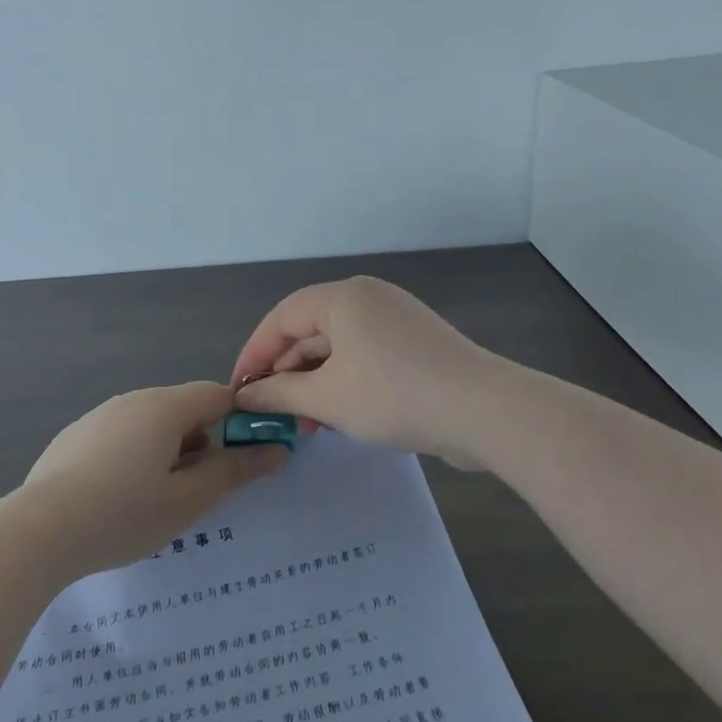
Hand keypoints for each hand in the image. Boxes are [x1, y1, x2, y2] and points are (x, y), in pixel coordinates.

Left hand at [7, 382, 287, 576]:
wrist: (37, 532)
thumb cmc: (123, 514)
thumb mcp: (188, 500)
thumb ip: (235, 471)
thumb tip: (276, 449)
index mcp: (164, 407)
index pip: (217, 395)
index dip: (242, 420)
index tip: (250, 456)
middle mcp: (131, 400)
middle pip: (183, 410)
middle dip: (202, 444)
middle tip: (201, 492)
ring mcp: (98, 417)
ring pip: (150, 426)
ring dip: (168, 453)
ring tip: (158, 502)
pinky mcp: (73, 437)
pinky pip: (120, 438)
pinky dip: (134, 459)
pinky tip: (118, 500)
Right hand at [230, 276, 493, 468]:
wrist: (483, 411)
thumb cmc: (394, 395)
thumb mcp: (327, 398)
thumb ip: (279, 394)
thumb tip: (245, 396)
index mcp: (342, 298)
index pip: (281, 318)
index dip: (254, 354)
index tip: (238, 390)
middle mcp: (367, 299)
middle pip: (309, 331)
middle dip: (285, 373)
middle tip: (269, 413)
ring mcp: (395, 321)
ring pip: (337, 348)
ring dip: (313, 383)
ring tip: (300, 424)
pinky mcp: (415, 345)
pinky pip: (364, 357)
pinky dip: (343, 383)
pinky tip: (334, 416)